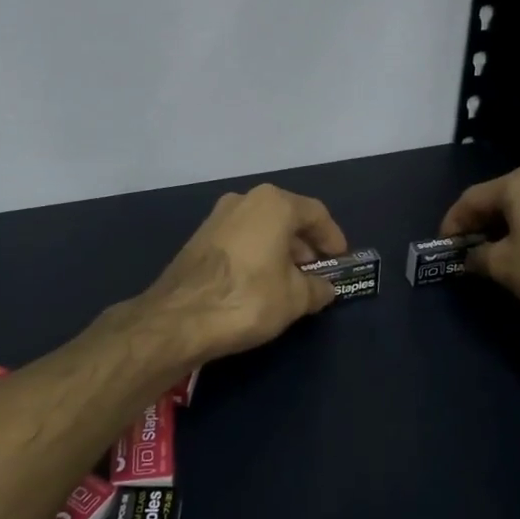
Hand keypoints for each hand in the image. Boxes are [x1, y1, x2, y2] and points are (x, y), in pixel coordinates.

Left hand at [139, 184, 347, 361]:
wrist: (179, 318)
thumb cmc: (248, 298)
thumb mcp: (295, 299)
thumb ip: (316, 289)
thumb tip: (325, 288)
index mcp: (273, 204)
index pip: (315, 213)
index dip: (332, 237)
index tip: (340, 259)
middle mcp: (244, 200)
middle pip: (286, 216)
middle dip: (304, 244)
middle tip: (316, 272)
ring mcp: (217, 217)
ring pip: (261, 227)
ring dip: (280, 250)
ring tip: (290, 281)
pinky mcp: (199, 238)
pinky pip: (241, 238)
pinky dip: (257, 254)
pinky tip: (260, 282)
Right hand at [440, 166, 519, 322]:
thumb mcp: (505, 266)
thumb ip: (478, 258)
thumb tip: (469, 257)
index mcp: (517, 183)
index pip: (470, 199)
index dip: (451, 224)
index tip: (443, 249)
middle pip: (497, 201)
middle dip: (478, 228)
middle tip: (466, 254)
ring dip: (504, 232)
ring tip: (495, 260)